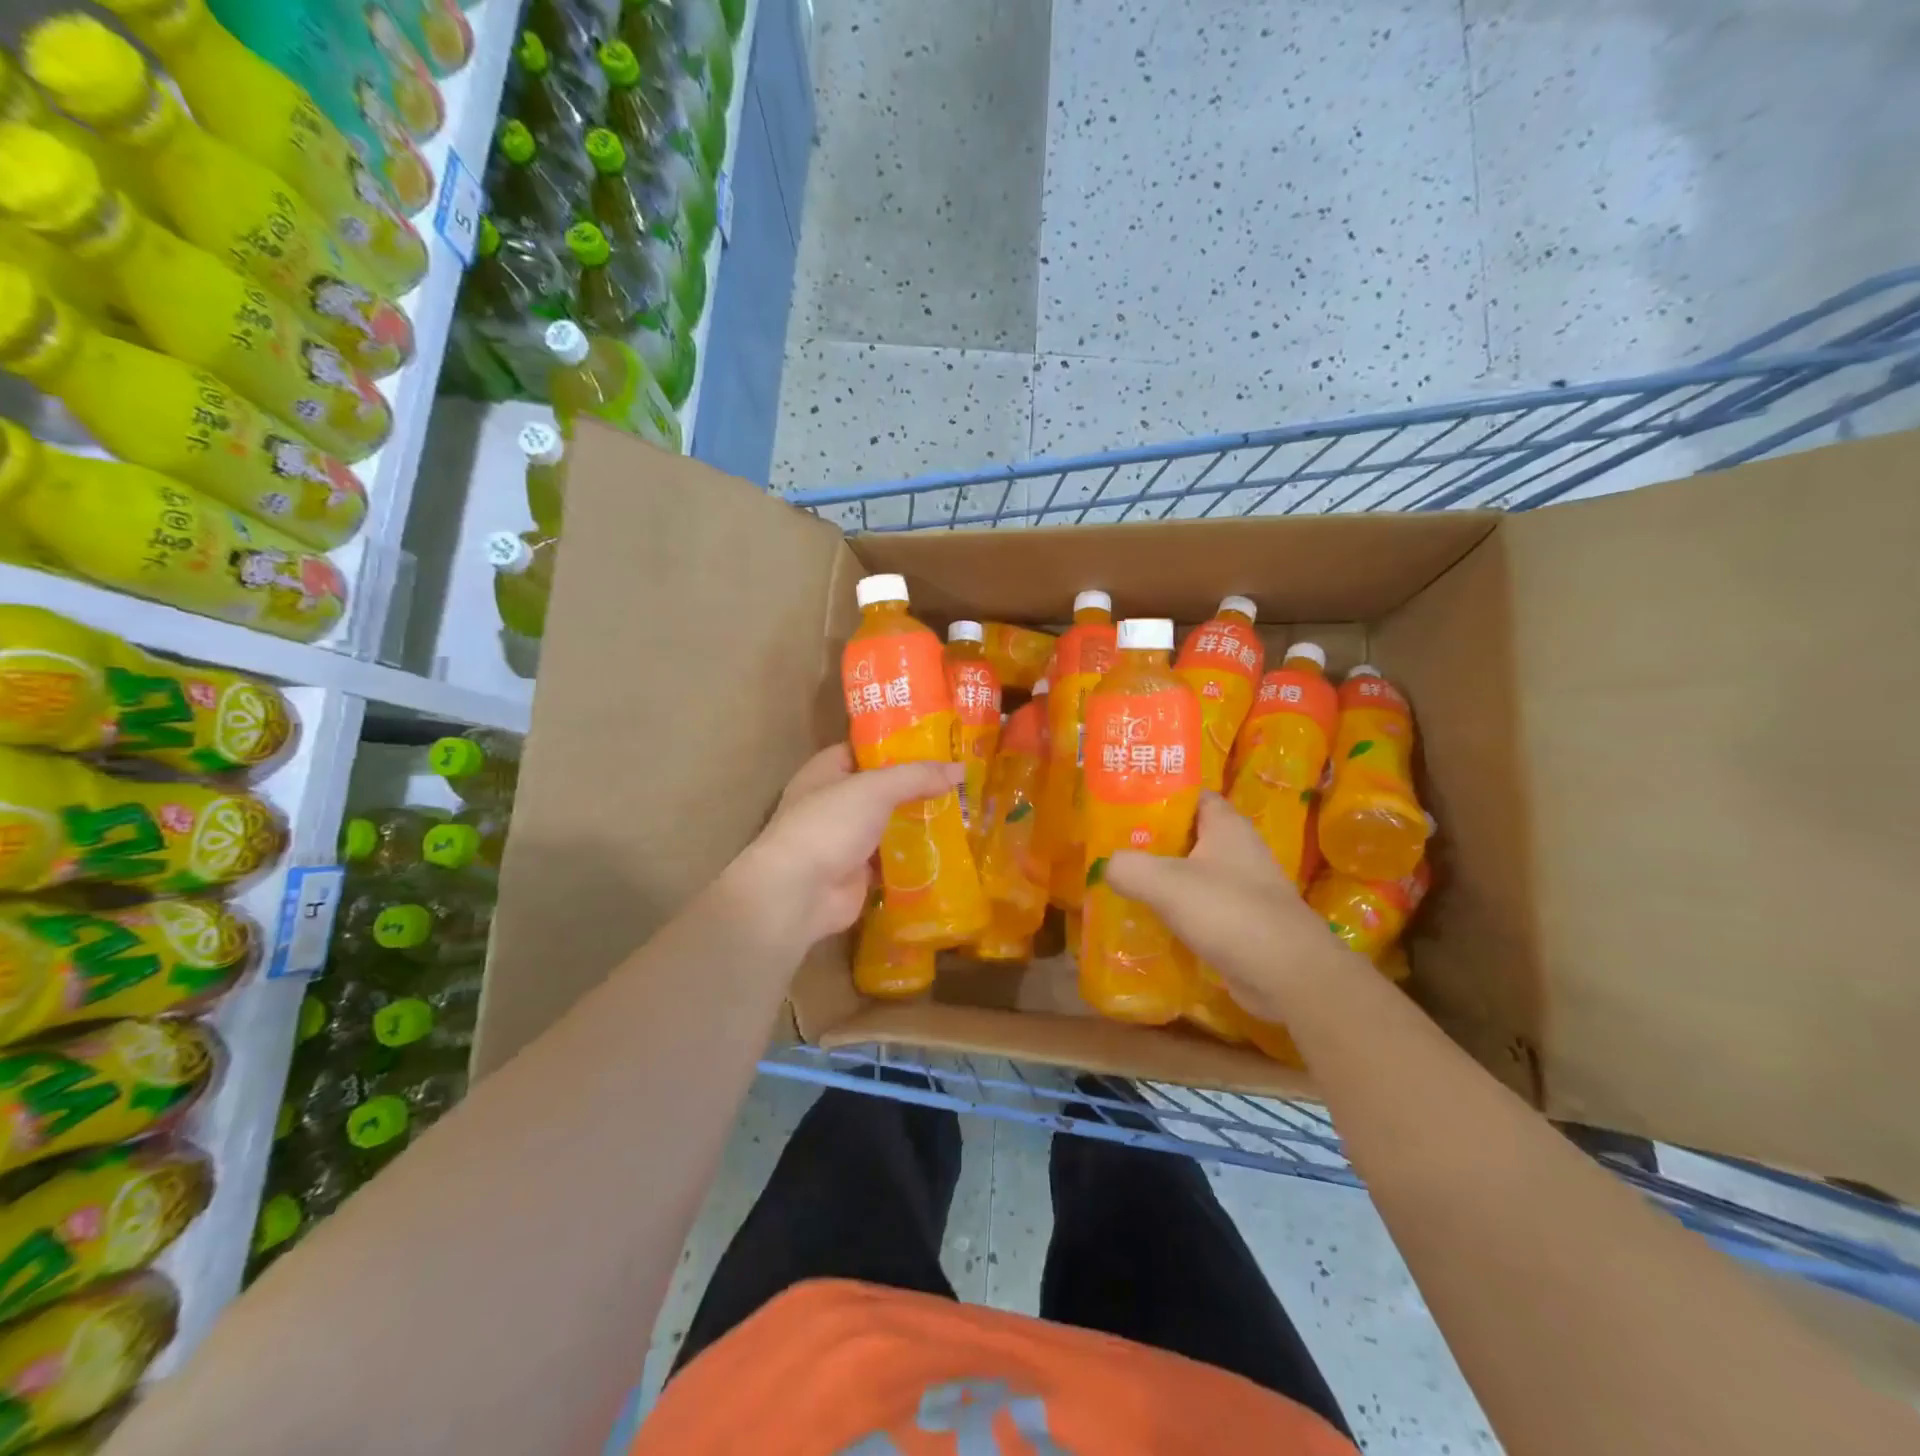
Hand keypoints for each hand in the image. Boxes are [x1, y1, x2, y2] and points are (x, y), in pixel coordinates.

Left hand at [732, 745, 962, 949]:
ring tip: (962, 813)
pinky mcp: (857, 873)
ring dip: (918, 822)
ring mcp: (844, 840)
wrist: (799, 892)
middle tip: (958, 781)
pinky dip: (914, 858)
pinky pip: (892, 860)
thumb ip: (917, 776)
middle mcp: (833, 803)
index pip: (864, 750)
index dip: (897, 745)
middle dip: (915, 786)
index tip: (936, 744)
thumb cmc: (829, 825)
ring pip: (888, 825)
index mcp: (826, 772)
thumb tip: (960, 769)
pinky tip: (947, 850)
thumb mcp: (875, 788)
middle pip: (881, 789)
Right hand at [1105, 793, 1348, 1021]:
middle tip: (1111, 847)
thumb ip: (1129, 867)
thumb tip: (1108, 866)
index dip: (1158, 795)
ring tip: (1121, 884)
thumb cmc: (1229, 912)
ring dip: (1162, 879)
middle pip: (1187, 835)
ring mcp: (1243, 887)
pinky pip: (1201, 907)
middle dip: (1151, 840)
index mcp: (1226, 825)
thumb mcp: (1167, 883)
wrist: (1289, 975)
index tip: (1122, 804)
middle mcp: (1237, 850)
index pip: (1190, 795)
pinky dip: (1177, 911)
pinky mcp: (1242, 922)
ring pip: (1192, 873)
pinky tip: (1148, 922)